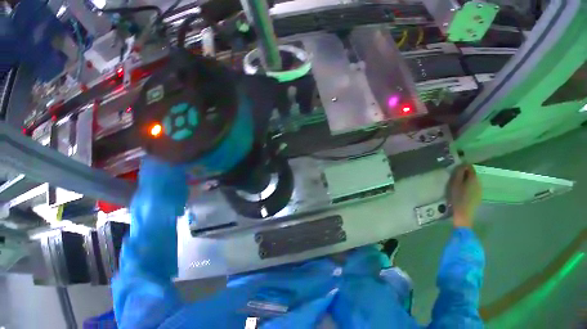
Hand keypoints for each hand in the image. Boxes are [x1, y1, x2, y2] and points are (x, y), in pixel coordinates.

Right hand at [448, 164, 481, 226]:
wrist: (463, 217)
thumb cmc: (458, 199)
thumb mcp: (455, 183)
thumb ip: (459, 171)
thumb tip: (462, 164)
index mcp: (473, 177)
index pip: (469, 166)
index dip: (462, 167)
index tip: (456, 171)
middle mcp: (479, 181)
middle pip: (472, 174)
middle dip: (465, 175)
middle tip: (457, 180)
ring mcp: (480, 190)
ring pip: (473, 182)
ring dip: (467, 182)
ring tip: (460, 188)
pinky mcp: (478, 197)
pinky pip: (474, 189)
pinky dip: (469, 189)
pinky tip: (464, 195)